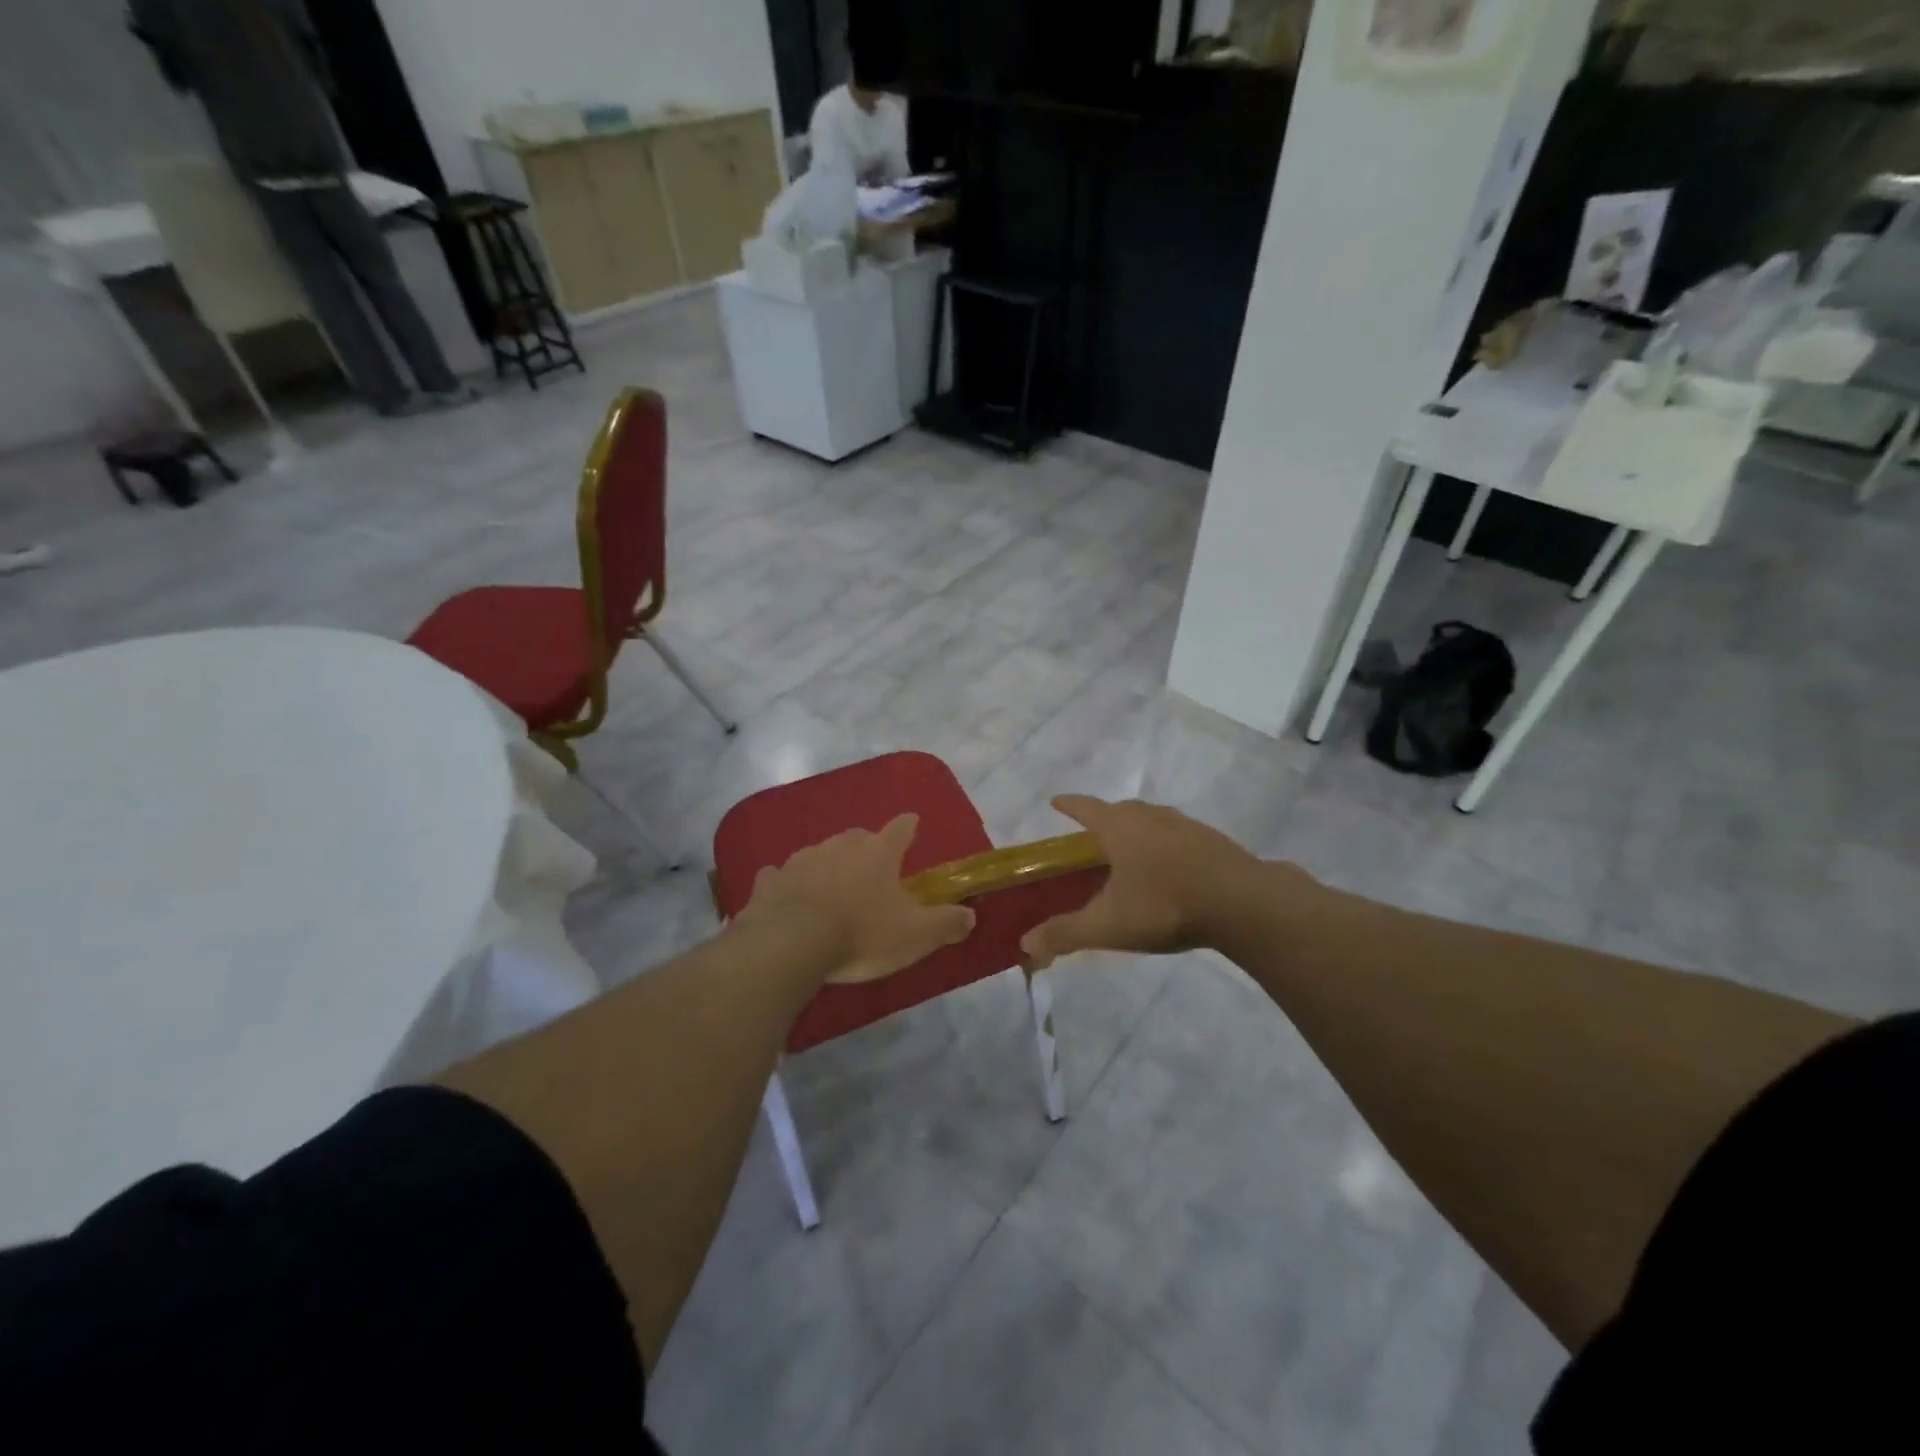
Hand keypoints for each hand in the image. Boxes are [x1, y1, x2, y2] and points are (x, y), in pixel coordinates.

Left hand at [741, 814, 975, 984]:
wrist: (791, 944)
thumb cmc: (861, 934)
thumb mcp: (916, 935)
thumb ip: (946, 923)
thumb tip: (970, 916)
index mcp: (879, 852)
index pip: (901, 828)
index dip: (909, 827)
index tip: (912, 824)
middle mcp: (840, 845)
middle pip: (859, 837)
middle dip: (867, 848)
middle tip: (872, 871)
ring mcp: (801, 859)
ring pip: (820, 853)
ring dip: (828, 865)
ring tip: (832, 888)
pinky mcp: (770, 881)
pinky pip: (781, 875)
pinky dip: (787, 883)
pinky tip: (788, 895)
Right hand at [1019, 796, 1269, 969]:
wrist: (1242, 903)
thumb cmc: (1164, 906)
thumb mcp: (1108, 925)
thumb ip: (1065, 933)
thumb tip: (1025, 945)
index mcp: (1120, 828)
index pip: (1085, 808)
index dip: (1068, 805)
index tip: (1056, 802)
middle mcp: (1150, 817)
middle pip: (1120, 809)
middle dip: (1104, 818)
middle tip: (1094, 836)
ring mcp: (1185, 825)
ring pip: (1153, 819)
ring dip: (1138, 828)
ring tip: (1132, 850)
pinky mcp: (1213, 840)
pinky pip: (1179, 834)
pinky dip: (1167, 843)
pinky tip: (1172, 866)